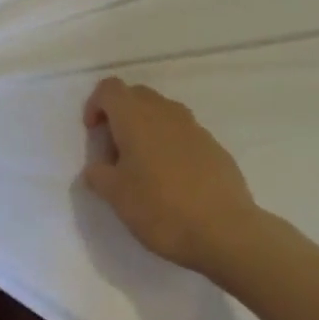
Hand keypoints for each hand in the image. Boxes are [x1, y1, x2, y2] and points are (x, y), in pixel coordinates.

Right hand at [81, 77, 258, 275]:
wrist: (224, 231)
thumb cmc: (160, 209)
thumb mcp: (115, 196)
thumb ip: (99, 174)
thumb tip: (98, 166)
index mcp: (135, 117)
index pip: (109, 89)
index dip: (95, 105)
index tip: (94, 134)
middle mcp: (165, 112)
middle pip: (136, 95)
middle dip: (120, 115)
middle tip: (115, 151)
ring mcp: (194, 127)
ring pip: (162, 113)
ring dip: (146, 129)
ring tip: (143, 166)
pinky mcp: (214, 146)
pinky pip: (183, 133)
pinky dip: (170, 144)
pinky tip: (172, 180)